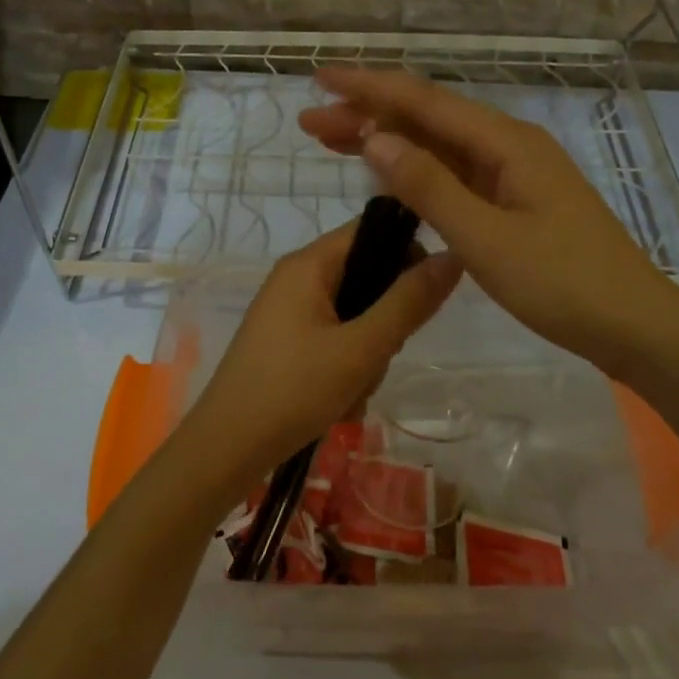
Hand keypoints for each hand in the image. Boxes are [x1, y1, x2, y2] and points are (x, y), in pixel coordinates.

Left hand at [182, 221, 461, 481]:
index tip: (427, 296)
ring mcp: (288, 311)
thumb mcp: (362, 348)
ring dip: (367, 353)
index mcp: (309, 264)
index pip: (372, 229)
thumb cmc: (293, 390)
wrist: (226, 449)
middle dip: (385, 319)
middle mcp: (297, 278)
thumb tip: (452, 257)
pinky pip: (333, 339)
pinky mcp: (286, 342)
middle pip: (366, 275)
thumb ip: (409, 302)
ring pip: (354, 315)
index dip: (407, 252)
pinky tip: (340, 402)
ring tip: (355, 389)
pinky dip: (345, 367)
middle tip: (380, 356)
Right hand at [298, 67, 672, 373]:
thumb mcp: (486, 238)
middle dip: (368, 115)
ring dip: (387, 142)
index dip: (370, 88)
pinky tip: (389, 176)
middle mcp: (508, 146)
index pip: (424, 102)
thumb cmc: (563, 283)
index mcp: (505, 143)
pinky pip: (454, 173)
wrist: (633, 325)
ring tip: (333, 142)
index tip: (321, 81)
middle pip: (428, 119)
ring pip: (438, 146)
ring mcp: (513, 174)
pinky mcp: (514, 201)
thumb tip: (374, 138)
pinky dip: (415, 171)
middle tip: (311, 124)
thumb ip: (429, 187)